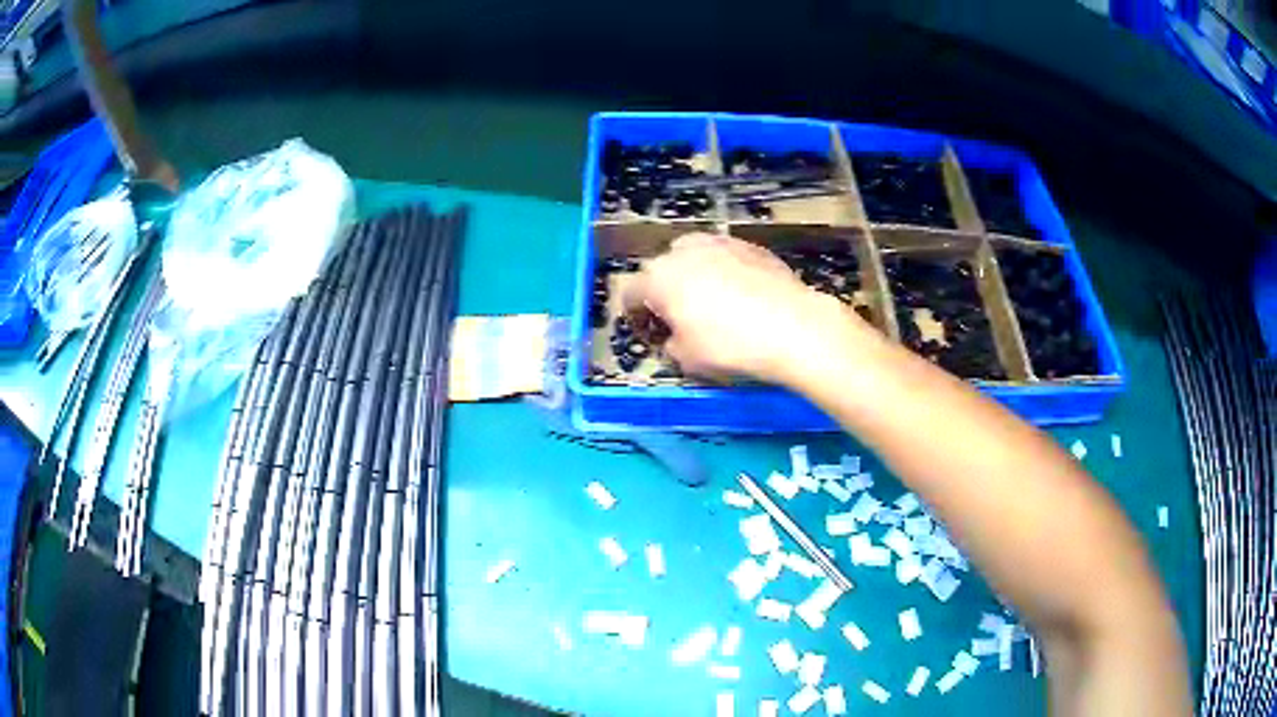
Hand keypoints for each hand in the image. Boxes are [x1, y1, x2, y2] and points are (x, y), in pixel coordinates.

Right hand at [624, 233, 866, 383]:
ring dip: (695, 278)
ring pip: (695, 258)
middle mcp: (683, 251)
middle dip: (665, 293)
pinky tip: (742, 297)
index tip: (651, 335)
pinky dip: (726, 274)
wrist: (794, 327)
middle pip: (662, 270)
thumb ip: (669, 345)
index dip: (636, 318)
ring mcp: (719, 242)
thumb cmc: (730, 346)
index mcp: (657, 278)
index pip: (630, 294)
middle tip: (680, 320)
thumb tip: (674, 338)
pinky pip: (726, 259)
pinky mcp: (751, 245)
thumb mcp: (686, 360)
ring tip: (712, 305)